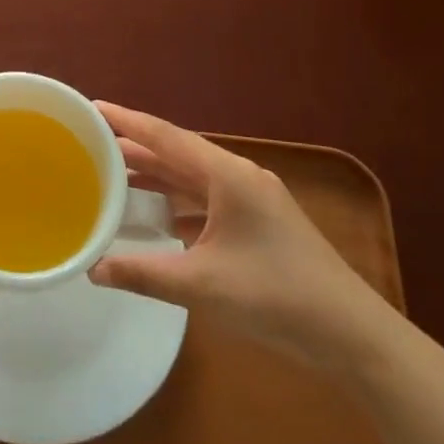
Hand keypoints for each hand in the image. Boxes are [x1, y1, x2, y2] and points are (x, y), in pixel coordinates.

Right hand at [89, 102, 392, 370]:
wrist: (353, 336)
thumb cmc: (276, 297)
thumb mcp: (201, 285)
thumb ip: (142, 274)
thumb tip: (92, 270)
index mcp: (227, 176)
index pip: (165, 136)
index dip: (126, 120)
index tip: (91, 106)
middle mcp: (239, 177)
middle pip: (177, 153)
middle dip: (135, 149)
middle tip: (90, 145)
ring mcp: (253, 200)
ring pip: (192, 178)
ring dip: (155, 177)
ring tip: (112, 176)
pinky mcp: (259, 223)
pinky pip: (206, 200)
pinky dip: (176, 202)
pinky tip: (155, 217)